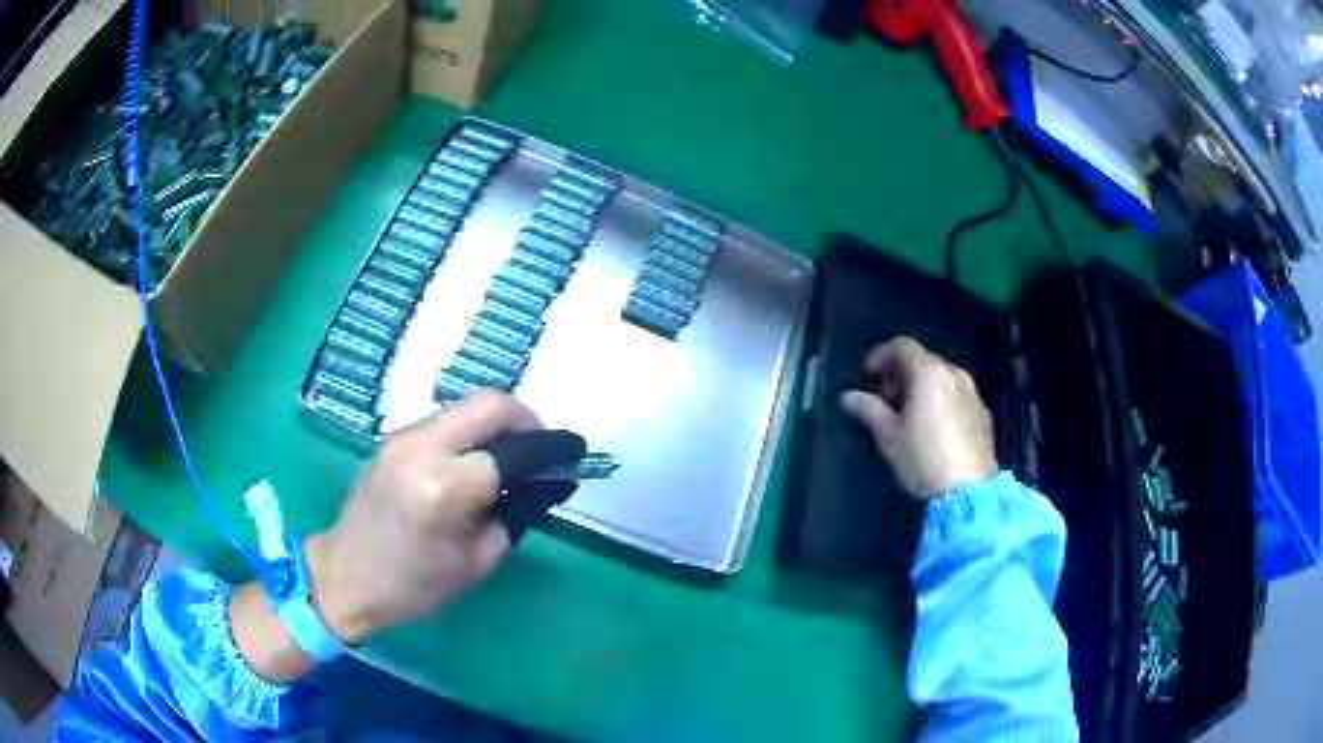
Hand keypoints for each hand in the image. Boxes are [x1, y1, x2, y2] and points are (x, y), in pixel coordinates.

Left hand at [305, 391, 541, 644]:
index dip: (551, 450)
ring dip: (500, 424)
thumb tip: (550, 480)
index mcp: (445, 488)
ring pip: (468, 407)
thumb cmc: (414, 585)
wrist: (345, 575)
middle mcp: (422, 448)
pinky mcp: (393, 438)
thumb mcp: (478, 560)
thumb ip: (518, 511)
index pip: (514, 451)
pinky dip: (474, 432)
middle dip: (528, 420)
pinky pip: (447, 421)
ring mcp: (403, 437)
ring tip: (514, 458)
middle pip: (491, 403)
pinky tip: (478, 462)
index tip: (575, 453)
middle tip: (544, 449)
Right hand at [840, 337, 997, 499]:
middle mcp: (954, 374)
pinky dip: (941, 400)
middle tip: (885, 398)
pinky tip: (933, 427)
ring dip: (922, 387)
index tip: (867, 375)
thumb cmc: (924, 459)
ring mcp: (973, 393)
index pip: (902, 346)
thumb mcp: (890, 437)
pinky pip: (956, 395)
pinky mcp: (983, 414)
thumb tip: (849, 397)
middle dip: (901, 373)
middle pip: (924, 360)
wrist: (970, 491)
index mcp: (929, 373)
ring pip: (942, 378)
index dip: (880, 355)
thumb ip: (869, 410)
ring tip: (908, 414)